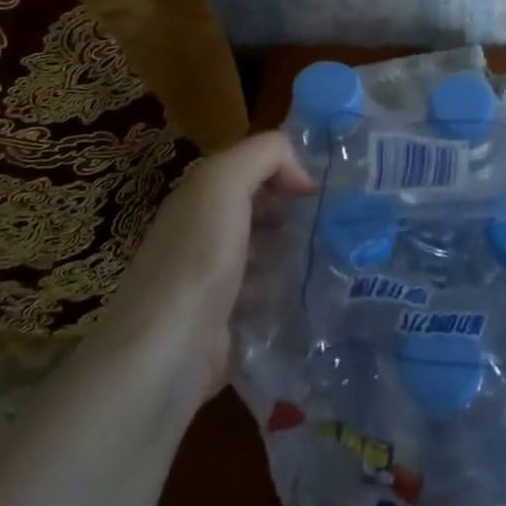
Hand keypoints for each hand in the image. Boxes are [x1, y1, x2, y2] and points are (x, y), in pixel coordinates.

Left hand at [98, 132, 314, 398]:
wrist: (166, 351)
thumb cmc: (198, 257)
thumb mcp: (224, 182)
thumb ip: (264, 155)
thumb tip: (303, 178)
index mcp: (200, 196)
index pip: (252, 167)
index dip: (288, 169)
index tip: (323, 191)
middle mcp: (204, 231)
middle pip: (261, 208)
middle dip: (298, 210)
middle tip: (339, 221)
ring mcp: (214, 279)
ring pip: (268, 250)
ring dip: (298, 250)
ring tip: (334, 255)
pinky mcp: (226, 320)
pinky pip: (267, 293)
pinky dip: (289, 290)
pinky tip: (313, 292)